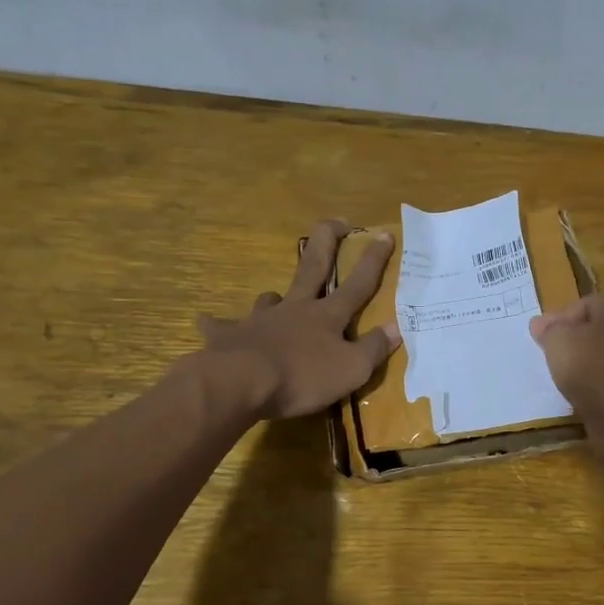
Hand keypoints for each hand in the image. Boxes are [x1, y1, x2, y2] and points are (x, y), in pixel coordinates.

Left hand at [198, 220, 400, 418]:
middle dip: (326, 242)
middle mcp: (294, 309)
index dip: (373, 260)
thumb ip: (373, 349)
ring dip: (275, 296)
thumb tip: (395, 329)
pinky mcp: (229, 336)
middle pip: (312, 268)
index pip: (357, 284)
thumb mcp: (351, 370)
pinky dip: (217, 324)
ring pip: (270, 298)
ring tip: (275, 298)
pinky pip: (221, 326)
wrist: (241, 382)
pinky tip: (208, 322)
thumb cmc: (303, 377)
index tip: (384, 234)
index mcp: (326, 316)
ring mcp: (259, 319)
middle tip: (334, 222)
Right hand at [529, 293, 603, 450]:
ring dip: (587, 367)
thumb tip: (541, 324)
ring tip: (564, 380)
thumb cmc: (593, 367)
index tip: (540, 341)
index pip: (585, 305)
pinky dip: (599, 387)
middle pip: (599, 330)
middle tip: (551, 358)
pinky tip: (583, 397)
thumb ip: (549, 330)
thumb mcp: (558, 341)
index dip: (559, 321)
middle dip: (574, 343)